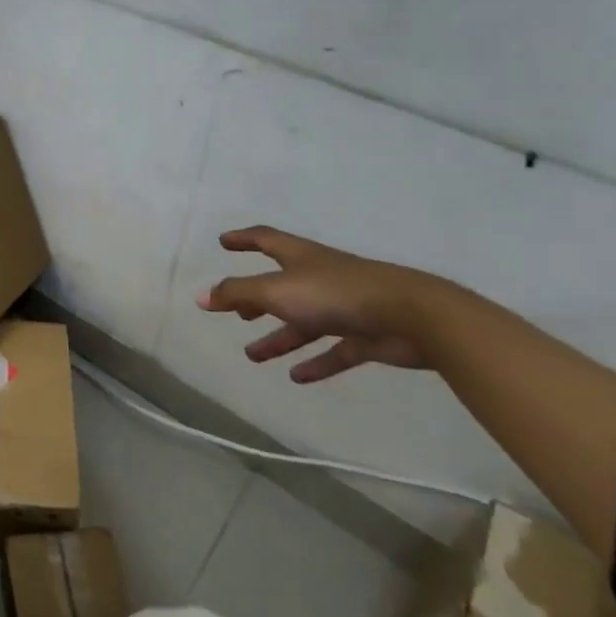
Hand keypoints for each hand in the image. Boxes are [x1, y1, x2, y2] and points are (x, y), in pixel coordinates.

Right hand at [198, 226, 464, 382]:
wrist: (413, 317)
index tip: (224, 242)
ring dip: (278, 337)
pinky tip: (297, 377)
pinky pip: (334, 350)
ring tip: (253, 355)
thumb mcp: (277, 291)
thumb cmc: (336, 294)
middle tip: (236, 311)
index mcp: (300, 257)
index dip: (243, 239)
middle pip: (281, 284)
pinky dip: (316, 362)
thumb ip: (237, 293)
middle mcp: (320, 277)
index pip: (265, 240)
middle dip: (256, 297)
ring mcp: (344, 307)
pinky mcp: (366, 336)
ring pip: (304, 321)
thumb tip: (202, 296)